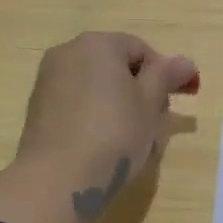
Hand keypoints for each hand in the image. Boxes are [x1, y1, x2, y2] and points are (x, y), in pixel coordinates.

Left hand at [16, 32, 199, 220]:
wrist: (57, 179)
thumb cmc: (114, 133)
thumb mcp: (150, 103)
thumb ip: (167, 76)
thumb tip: (185, 62)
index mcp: (97, 43)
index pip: (141, 50)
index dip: (164, 75)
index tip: (176, 104)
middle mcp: (67, 53)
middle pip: (116, 66)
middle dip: (140, 91)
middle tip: (156, 125)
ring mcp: (48, 81)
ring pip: (96, 87)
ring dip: (118, 106)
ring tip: (131, 141)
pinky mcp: (37, 110)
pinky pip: (76, 105)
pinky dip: (94, 118)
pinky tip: (103, 147)